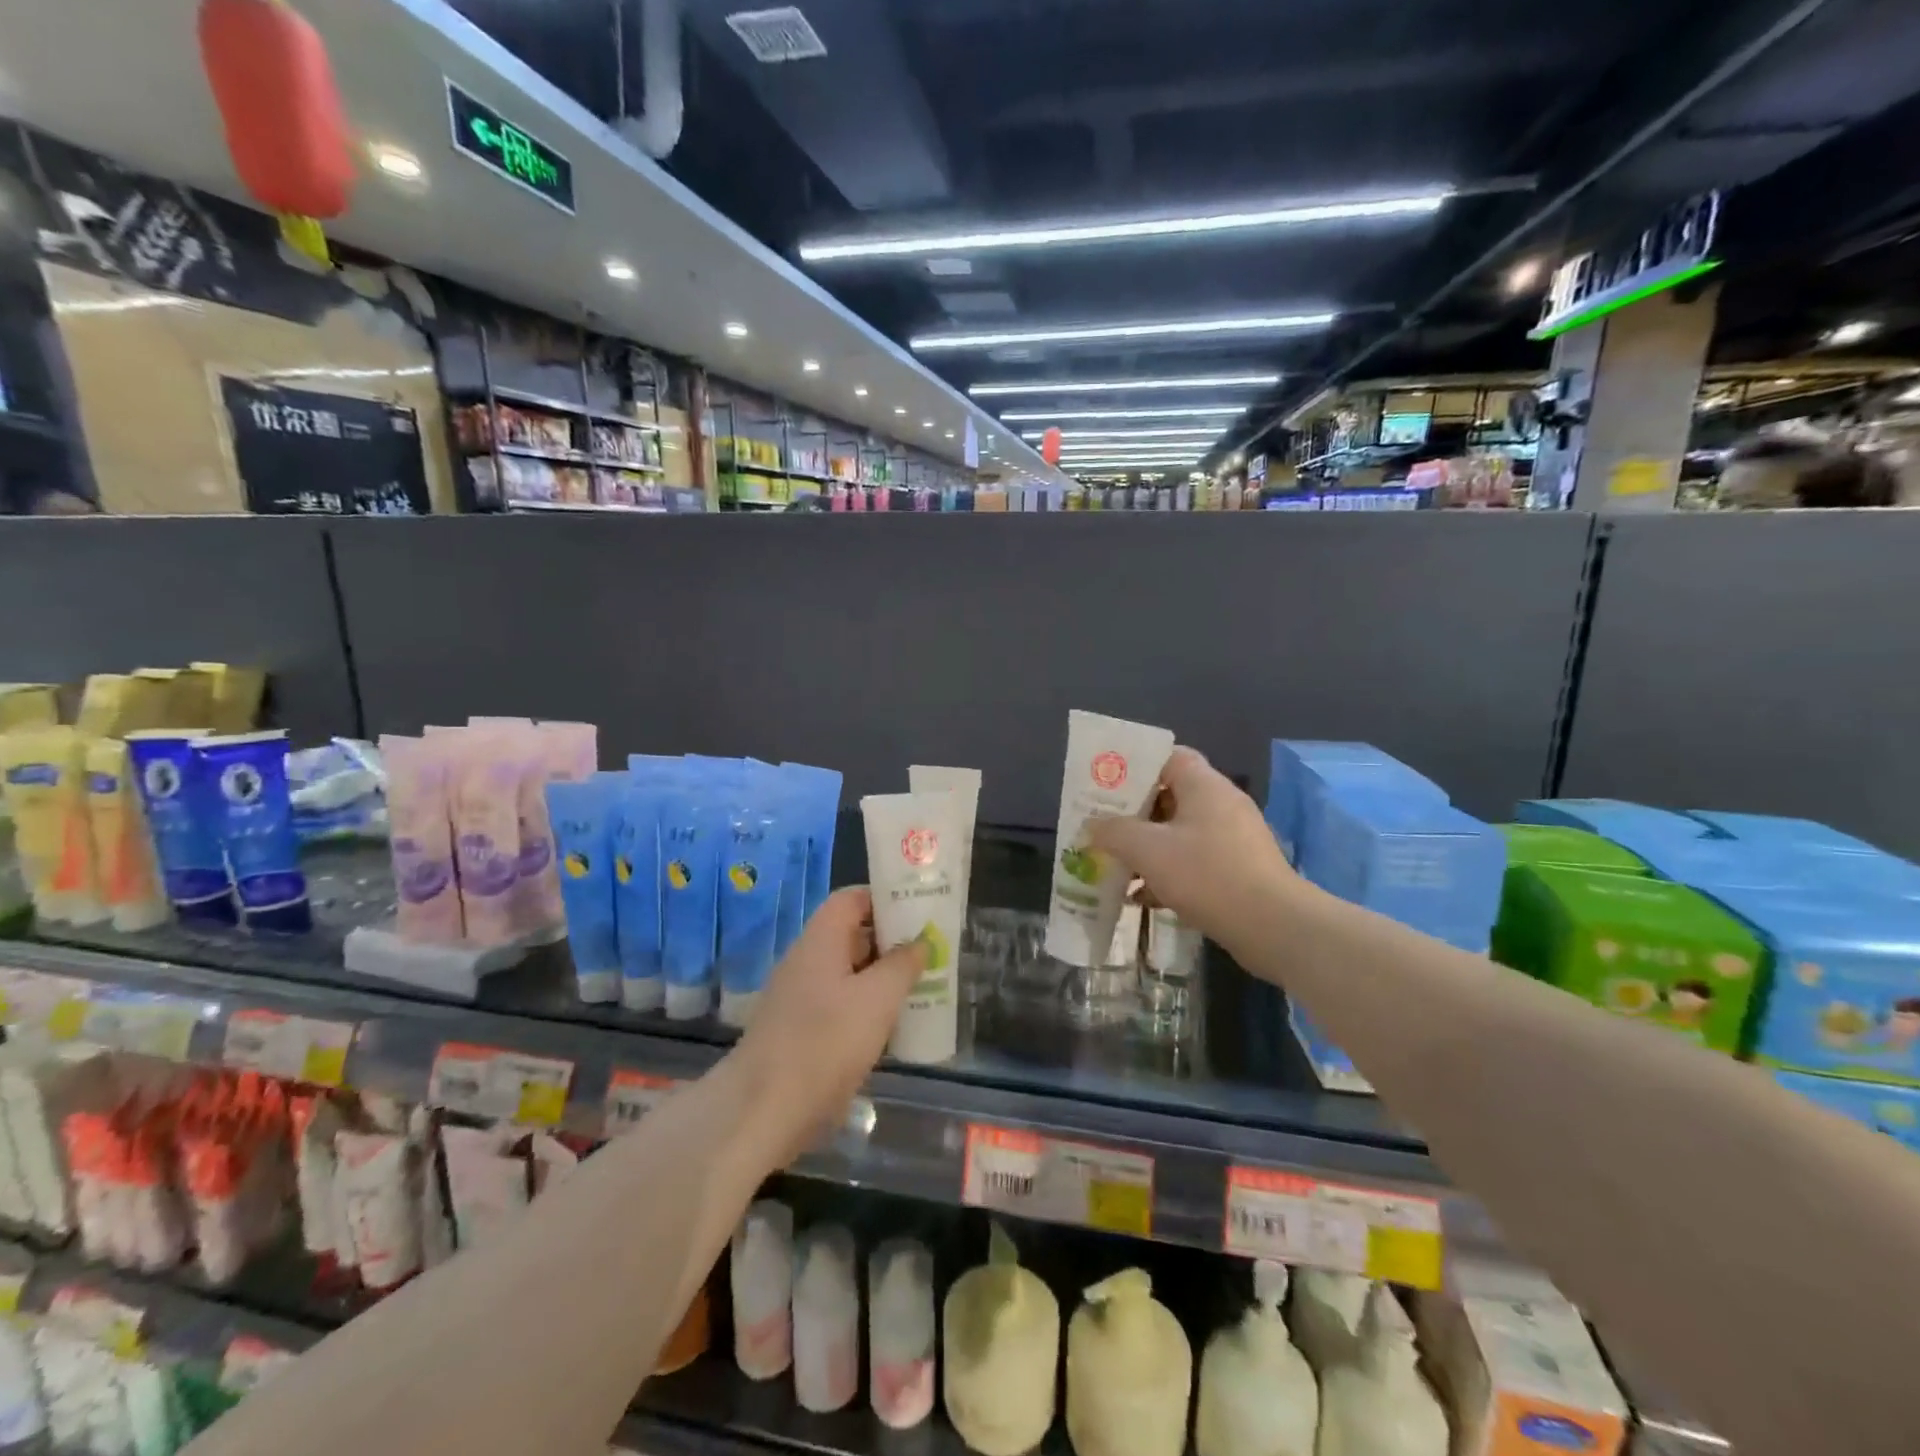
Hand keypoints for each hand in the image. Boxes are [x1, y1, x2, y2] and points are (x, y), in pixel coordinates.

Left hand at [731, 886, 924, 1167]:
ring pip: (847, 974)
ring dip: (881, 978)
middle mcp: (806, 960)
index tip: (920, 912)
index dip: (885, 899)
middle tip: (930, 951)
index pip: (852, 899)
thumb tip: (920, 941)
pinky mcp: (799, 1032)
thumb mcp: (878, 998)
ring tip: (920, 987)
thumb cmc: (826, 1042)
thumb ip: (903, 965)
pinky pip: (839, 1005)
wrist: (764, 1111)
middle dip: (890, 941)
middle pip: (851, 935)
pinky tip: (892, 1028)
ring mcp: (799, 998)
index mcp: (820, 940)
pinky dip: (866, 1008)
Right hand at [1087, 747, 1295, 953]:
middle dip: (1134, 812)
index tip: (1107, 783)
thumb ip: (1114, 832)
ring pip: (1179, 832)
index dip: (1137, 765)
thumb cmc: (1207, 874)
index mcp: (1204, 786)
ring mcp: (1233, 839)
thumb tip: (1092, 826)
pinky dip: (1168, 873)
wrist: (1273, 927)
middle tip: (1102, 825)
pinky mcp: (1238, 870)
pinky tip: (1142, 896)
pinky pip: (1194, 861)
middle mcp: (1222, 804)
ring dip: (1148, 847)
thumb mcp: (1148, 850)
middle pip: (1170, 796)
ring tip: (1116, 863)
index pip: (1169, 756)